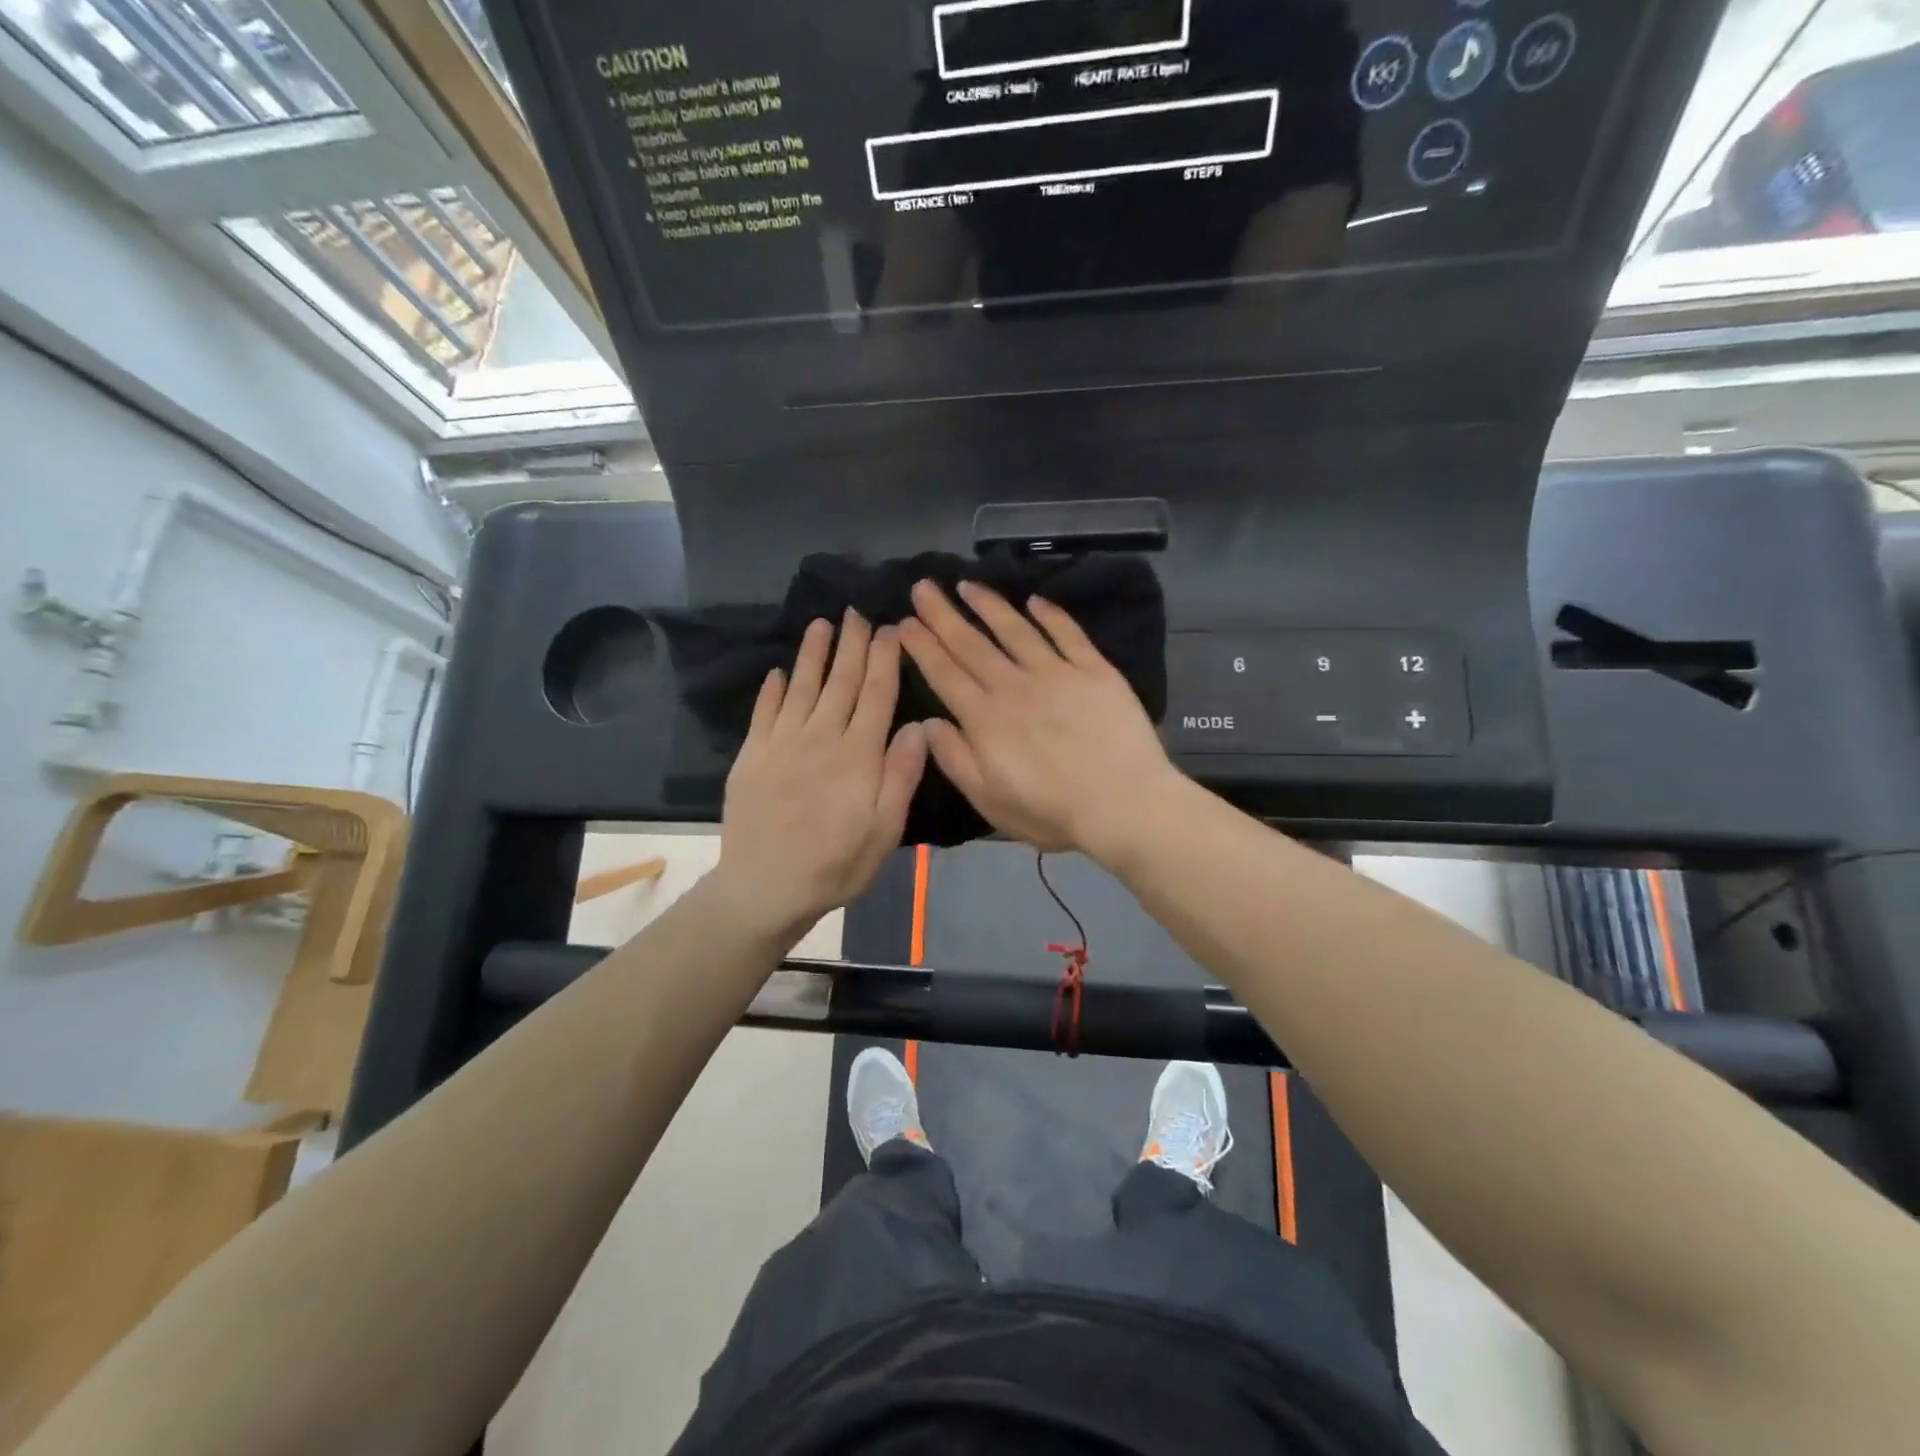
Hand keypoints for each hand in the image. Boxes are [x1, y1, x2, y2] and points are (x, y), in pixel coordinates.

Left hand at [717, 612, 927, 939]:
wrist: (765, 887)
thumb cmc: (836, 864)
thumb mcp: (885, 830)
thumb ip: (901, 775)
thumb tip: (918, 724)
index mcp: (858, 755)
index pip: (876, 695)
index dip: (884, 660)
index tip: (890, 628)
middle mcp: (821, 738)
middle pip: (840, 683)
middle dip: (852, 645)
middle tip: (857, 612)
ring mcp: (782, 744)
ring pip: (801, 687)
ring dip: (812, 654)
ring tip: (821, 624)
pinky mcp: (752, 756)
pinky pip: (764, 712)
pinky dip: (771, 689)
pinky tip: (777, 671)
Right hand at [899, 580, 1179, 856]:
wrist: (1123, 805)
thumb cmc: (1051, 812)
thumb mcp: (989, 800)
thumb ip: (955, 759)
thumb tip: (928, 723)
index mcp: (985, 719)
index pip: (945, 674)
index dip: (922, 646)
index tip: (904, 622)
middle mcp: (1015, 686)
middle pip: (972, 644)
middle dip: (943, 615)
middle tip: (923, 586)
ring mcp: (1057, 673)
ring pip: (1015, 630)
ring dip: (988, 605)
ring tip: (967, 584)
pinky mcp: (1095, 671)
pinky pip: (1068, 634)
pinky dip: (1050, 614)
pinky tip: (1035, 600)